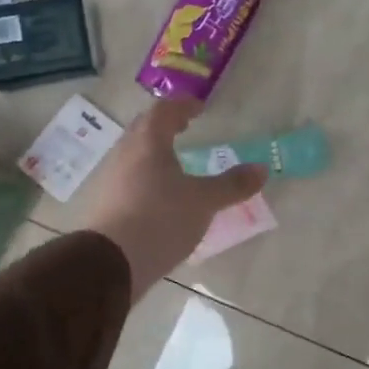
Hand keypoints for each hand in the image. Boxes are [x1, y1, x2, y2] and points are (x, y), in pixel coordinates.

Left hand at [80, 100, 266, 299]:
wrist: (110, 263)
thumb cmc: (160, 219)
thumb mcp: (204, 201)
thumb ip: (232, 185)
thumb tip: (261, 170)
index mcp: (148, 143)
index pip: (164, 111)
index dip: (183, 105)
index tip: (199, 108)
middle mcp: (125, 154)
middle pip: (144, 129)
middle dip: (165, 125)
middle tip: (185, 128)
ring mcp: (111, 180)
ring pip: (134, 155)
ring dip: (154, 152)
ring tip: (175, 163)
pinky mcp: (106, 205)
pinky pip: (129, 179)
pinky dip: (146, 177)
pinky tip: (160, 195)